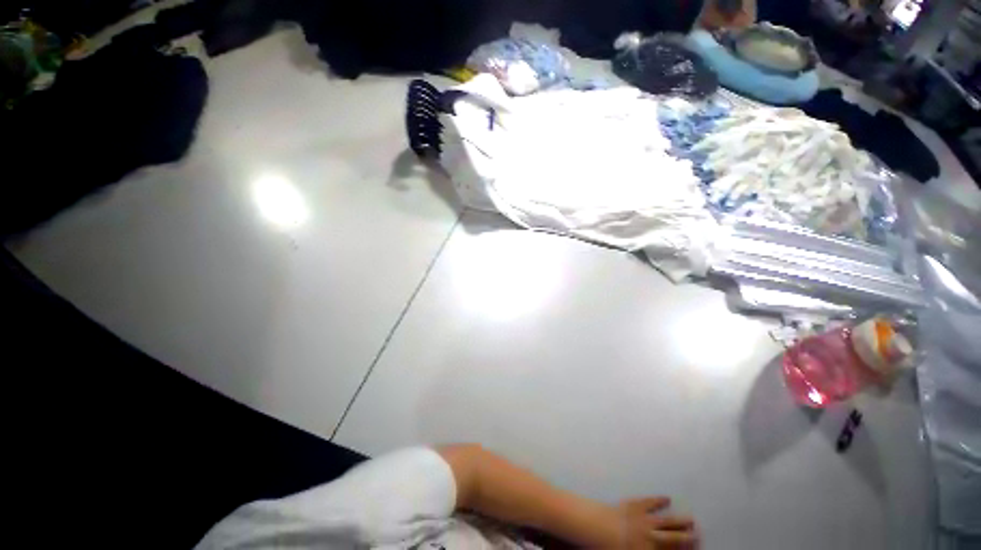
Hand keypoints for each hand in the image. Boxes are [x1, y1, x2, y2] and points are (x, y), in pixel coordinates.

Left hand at [614, 497, 697, 548]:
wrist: (594, 525)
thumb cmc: (607, 546)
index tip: (695, 547)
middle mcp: (650, 537)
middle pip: (673, 538)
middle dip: (687, 537)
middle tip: (699, 535)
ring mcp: (643, 519)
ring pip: (665, 520)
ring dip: (679, 520)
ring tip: (691, 519)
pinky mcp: (634, 505)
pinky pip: (649, 502)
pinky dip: (658, 500)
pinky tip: (667, 498)